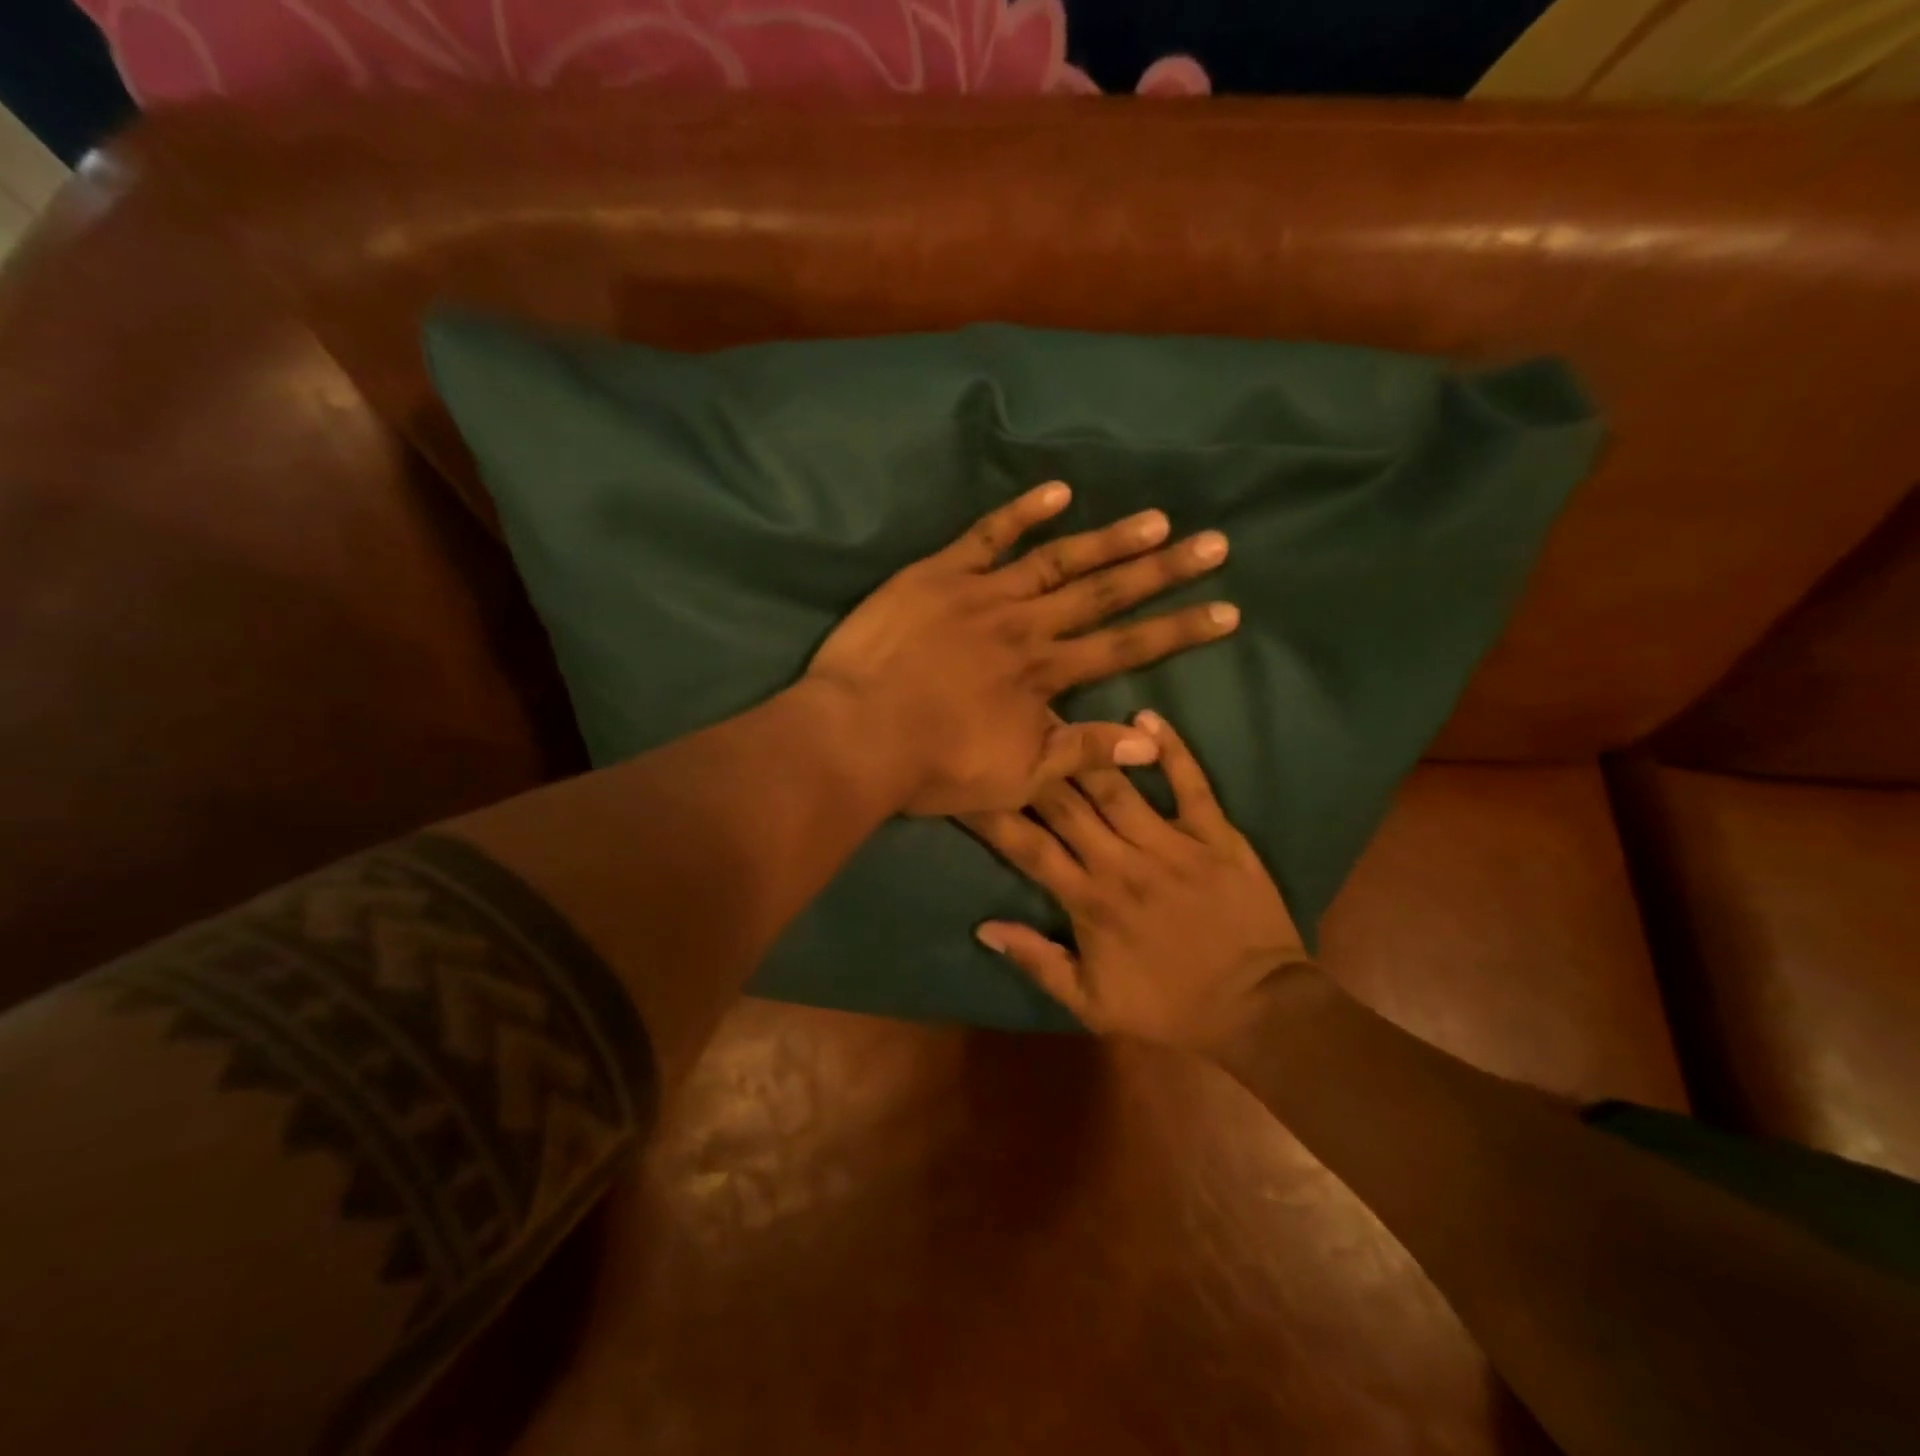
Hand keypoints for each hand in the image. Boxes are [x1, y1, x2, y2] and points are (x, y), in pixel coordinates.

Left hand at [807, 481, 1237, 815]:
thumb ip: (1082, 752)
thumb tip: (1151, 739)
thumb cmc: (934, 767)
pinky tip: (1059, 492)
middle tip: (1214, 543)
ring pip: (1058, 560)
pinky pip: (986, 537)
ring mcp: (983, 595)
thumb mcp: (1016, 778)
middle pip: (1106, 594)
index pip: (1127, 648)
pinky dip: (1022, 513)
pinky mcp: (938, 575)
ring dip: (1110, 539)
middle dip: (1164, 571)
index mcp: (1045, 675)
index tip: (1227, 610)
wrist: (857, 736)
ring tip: (1157, 519)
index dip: (1179, 630)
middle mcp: (1027, 627)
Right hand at [964, 711, 1313, 1056]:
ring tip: (1054, 714)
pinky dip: (1172, 749)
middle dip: (1031, 765)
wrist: (1257, 1009)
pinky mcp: (1216, 836)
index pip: (1027, 847)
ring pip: (1116, 787)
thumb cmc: (1169, 1007)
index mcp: (1088, 900)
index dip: (993, 814)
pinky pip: (1192, 784)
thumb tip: (983, 927)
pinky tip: (1147, 716)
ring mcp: (1172, 844)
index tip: (965, 783)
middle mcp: (1121, 862)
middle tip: (1004, 727)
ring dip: (1083, 750)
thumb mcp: (1093, 1004)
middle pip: (1065, 805)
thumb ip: (1038, 962)